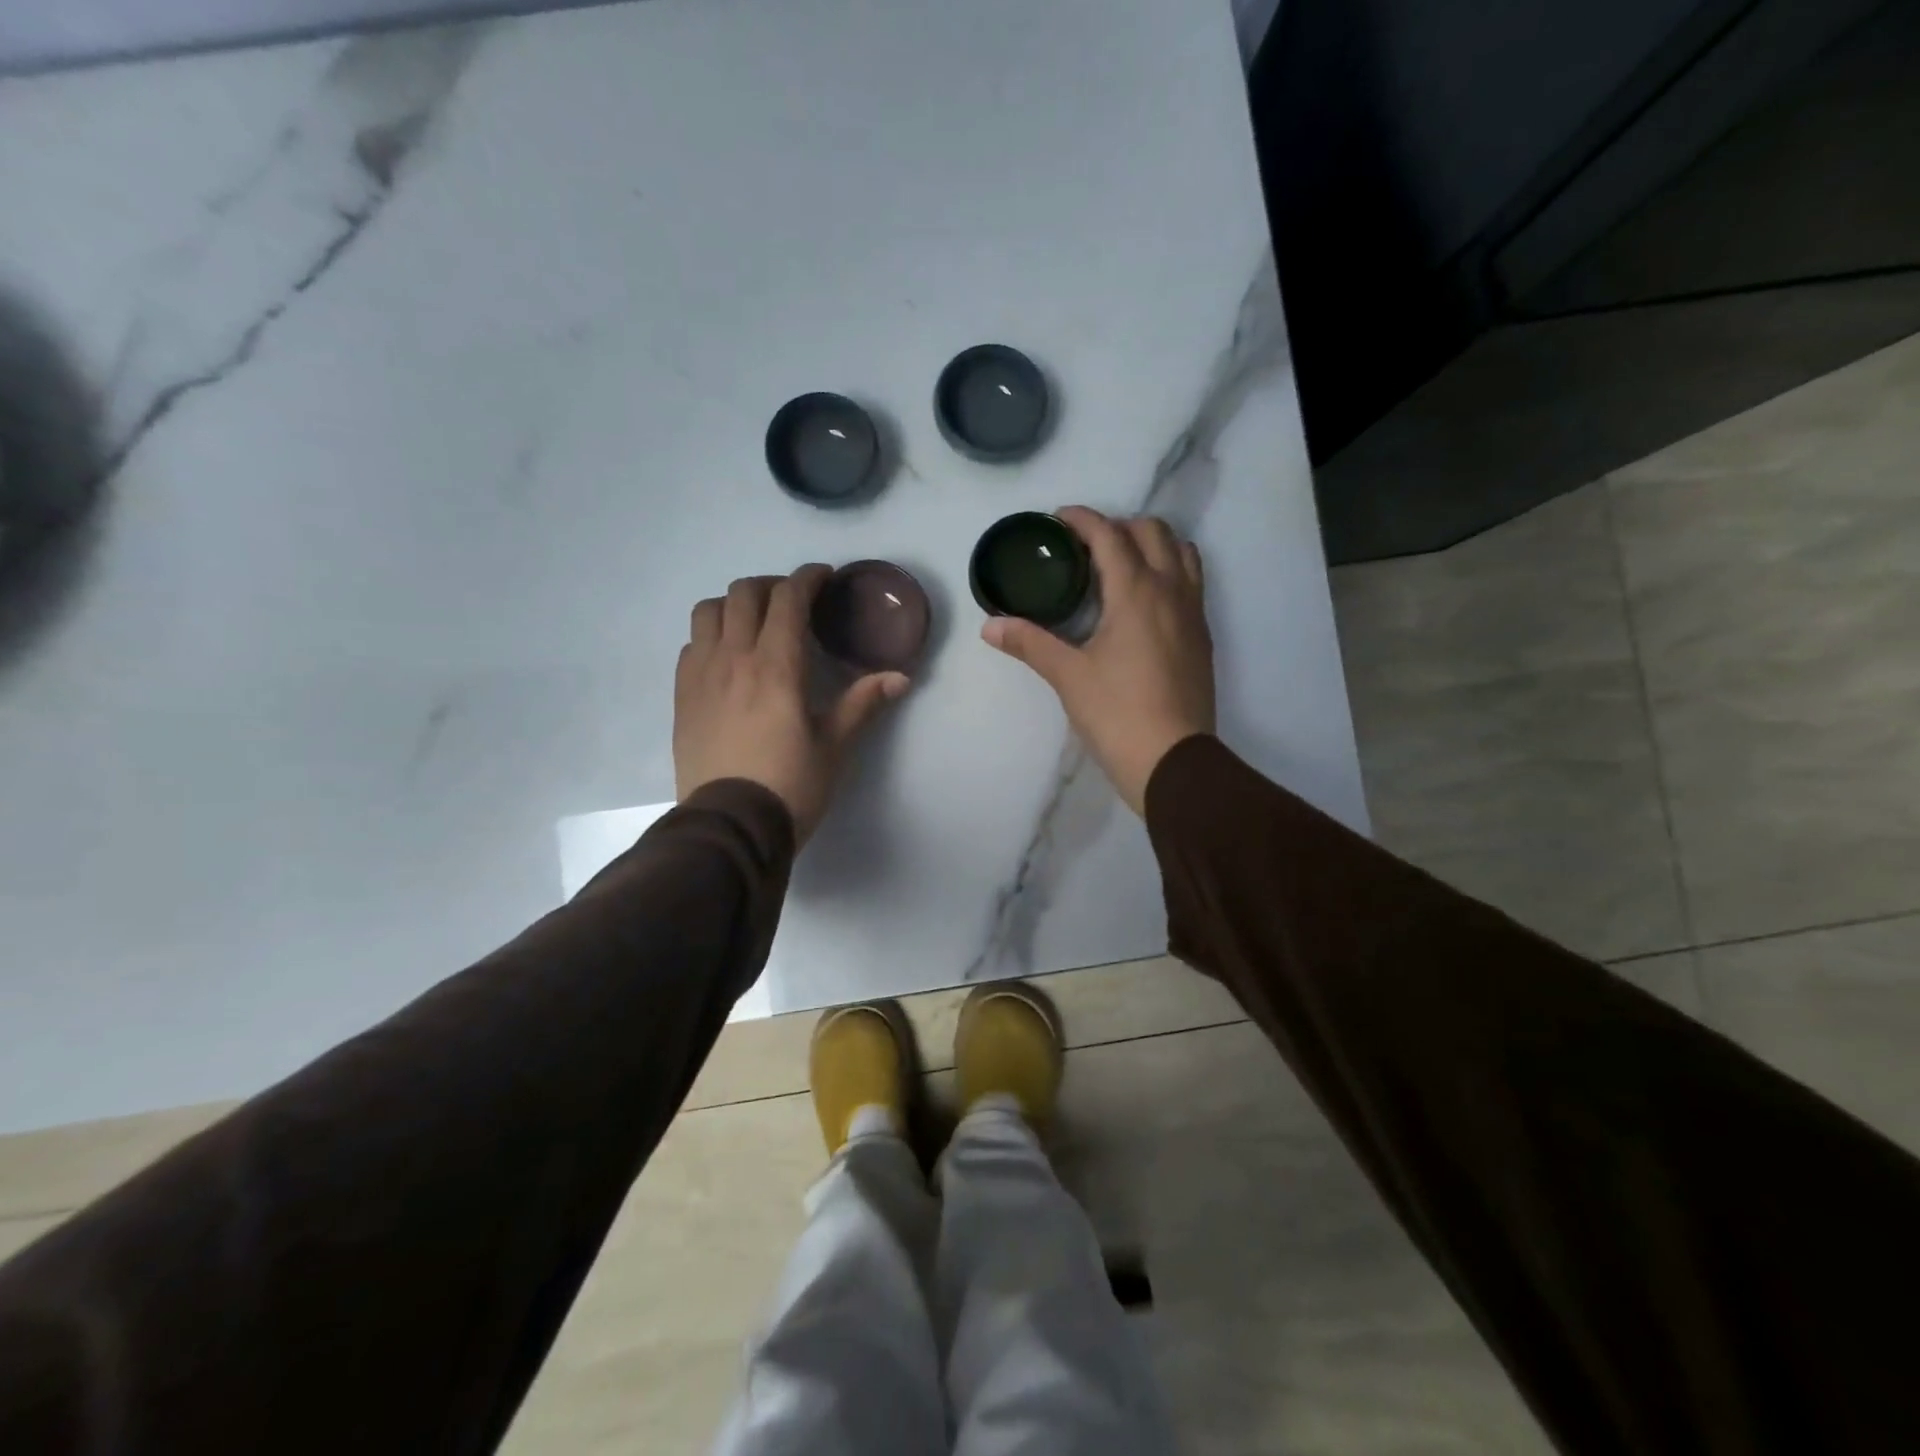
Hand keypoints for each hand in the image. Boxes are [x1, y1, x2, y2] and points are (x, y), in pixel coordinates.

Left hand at [675, 566, 909, 844]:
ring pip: (708, 611)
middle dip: (772, 586)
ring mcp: (701, 676)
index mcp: (776, 666)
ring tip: (754, 622)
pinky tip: (727, 657)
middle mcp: (733, 658)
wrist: (729, 827)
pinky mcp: (682, 697)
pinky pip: (691, 645)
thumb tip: (901, 677)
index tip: (823, 577)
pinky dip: (711, 635)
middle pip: (743, 593)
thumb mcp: (834, 747)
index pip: (787, 598)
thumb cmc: (790, 786)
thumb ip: (863, 704)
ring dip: (734, 604)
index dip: (807, 578)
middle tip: (794, 602)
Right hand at [981, 507, 1213, 814]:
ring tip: (1120, 564)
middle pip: (1152, 532)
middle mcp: (1171, 591)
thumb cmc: (1117, 713)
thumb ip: (1030, 643)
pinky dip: (1168, 571)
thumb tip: (989, 625)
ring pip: (1181, 553)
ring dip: (1151, 544)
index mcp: (1136, 592)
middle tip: (1085, 546)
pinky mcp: (1202, 637)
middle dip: (1118, 527)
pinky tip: (1143, 601)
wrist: (1172, 760)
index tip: (1058, 518)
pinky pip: (1191, 583)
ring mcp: (1193, 613)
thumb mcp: (1068, 676)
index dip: (1083, 519)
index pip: (1110, 535)